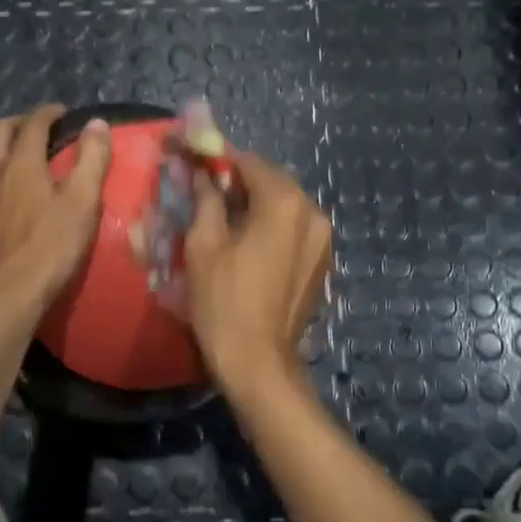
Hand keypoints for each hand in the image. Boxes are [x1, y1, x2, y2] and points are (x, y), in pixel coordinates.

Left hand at [0, 105, 111, 321]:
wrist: (8, 296)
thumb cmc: (52, 247)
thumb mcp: (83, 201)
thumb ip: (92, 159)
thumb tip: (96, 123)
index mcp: (21, 163)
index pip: (33, 124)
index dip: (48, 113)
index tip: (61, 113)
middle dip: (16, 125)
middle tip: (33, 131)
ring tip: (1, 167)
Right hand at [185, 149, 332, 395]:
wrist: (258, 361)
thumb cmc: (224, 301)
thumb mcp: (204, 244)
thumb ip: (206, 199)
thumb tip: (203, 174)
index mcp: (284, 202)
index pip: (249, 162)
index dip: (220, 160)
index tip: (196, 163)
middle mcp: (313, 212)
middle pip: (272, 180)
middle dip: (240, 181)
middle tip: (208, 192)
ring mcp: (323, 238)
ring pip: (286, 204)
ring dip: (258, 203)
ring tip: (226, 218)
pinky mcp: (323, 260)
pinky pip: (296, 227)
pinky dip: (274, 224)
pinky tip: (250, 241)